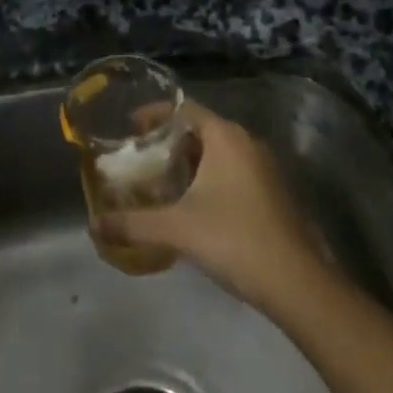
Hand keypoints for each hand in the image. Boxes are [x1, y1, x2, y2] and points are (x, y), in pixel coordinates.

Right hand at [97, 105, 320, 307]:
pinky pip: (233, 170)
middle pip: (200, 129)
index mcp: (225, 136)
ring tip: (162, 182)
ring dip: (190, 162)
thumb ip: (134, 224)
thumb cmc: (234, 240)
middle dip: (170, 142)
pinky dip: (210, 177)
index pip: (184, 108)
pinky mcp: (273, 192)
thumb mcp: (177, 229)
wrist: (298, 284)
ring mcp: (264, 167)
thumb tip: (94, 226)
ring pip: (218, 152)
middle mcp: (246, 142)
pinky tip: (194, 205)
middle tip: (142, 159)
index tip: (130, 128)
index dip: (155, 115)